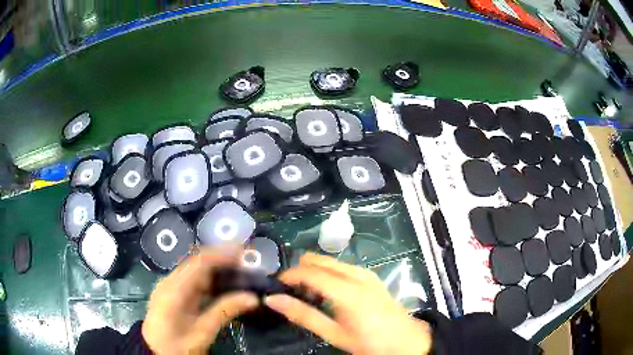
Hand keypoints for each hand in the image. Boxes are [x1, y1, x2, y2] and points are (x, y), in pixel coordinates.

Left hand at [142, 247, 258, 354]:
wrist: (155, 351)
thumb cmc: (177, 345)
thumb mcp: (202, 332)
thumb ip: (224, 312)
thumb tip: (253, 298)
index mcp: (174, 290)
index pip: (198, 263)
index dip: (221, 255)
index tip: (243, 253)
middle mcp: (170, 281)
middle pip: (196, 262)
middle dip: (222, 258)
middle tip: (247, 261)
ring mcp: (169, 285)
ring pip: (195, 269)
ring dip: (216, 267)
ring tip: (240, 269)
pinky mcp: (172, 292)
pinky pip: (192, 279)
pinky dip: (209, 278)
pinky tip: (223, 283)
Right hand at [265, 253, 431, 354]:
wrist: (406, 340)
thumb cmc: (369, 342)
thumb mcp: (334, 334)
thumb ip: (304, 315)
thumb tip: (274, 300)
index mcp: (347, 291)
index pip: (310, 272)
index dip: (289, 275)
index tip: (276, 286)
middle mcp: (357, 275)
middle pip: (319, 260)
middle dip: (301, 270)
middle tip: (292, 292)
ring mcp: (366, 273)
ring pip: (331, 262)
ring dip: (315, 272)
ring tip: (309, 296)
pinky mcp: (371, 276)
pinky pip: (343, 267)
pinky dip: (329, 274)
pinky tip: (329, 294)